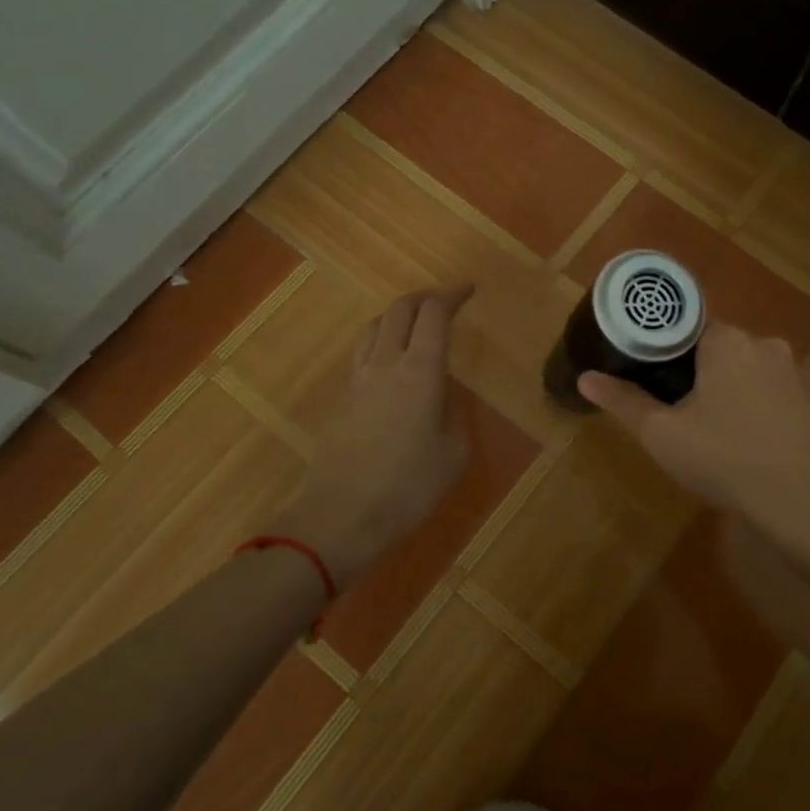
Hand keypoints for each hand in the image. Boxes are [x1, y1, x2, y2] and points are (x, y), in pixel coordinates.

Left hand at [287, 286, 472, 587]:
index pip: (434, 314)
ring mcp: (357, 379)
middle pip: (400, 309)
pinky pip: (362, 353)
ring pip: (374, 326)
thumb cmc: (409, 488)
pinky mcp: (341, 398)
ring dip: (397, 316)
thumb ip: (452, 412)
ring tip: (415, 326)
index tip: (468, 292)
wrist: (341, 518)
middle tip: (444, 303)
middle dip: (424, 298)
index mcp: (420, 371)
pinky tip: (391, 362)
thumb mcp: (454, 452)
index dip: (452, 296)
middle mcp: (386, 363)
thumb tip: (441, 394)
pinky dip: (381, 341)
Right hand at [580, 319, 809, 637]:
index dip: (663, 346)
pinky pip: (774, 393)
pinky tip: (748, 444)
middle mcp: (766, 344)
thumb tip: (586, 378)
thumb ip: (624, 402)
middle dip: (695, 371)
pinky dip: (756, 407)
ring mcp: (797, 373)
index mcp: (728, 341)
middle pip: (718, 346)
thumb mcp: (664, 435)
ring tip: (710, 430)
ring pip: (747, 370)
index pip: (687, 323)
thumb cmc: (728, 461)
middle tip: (673, 407)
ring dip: (728, 390)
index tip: (648, 371)